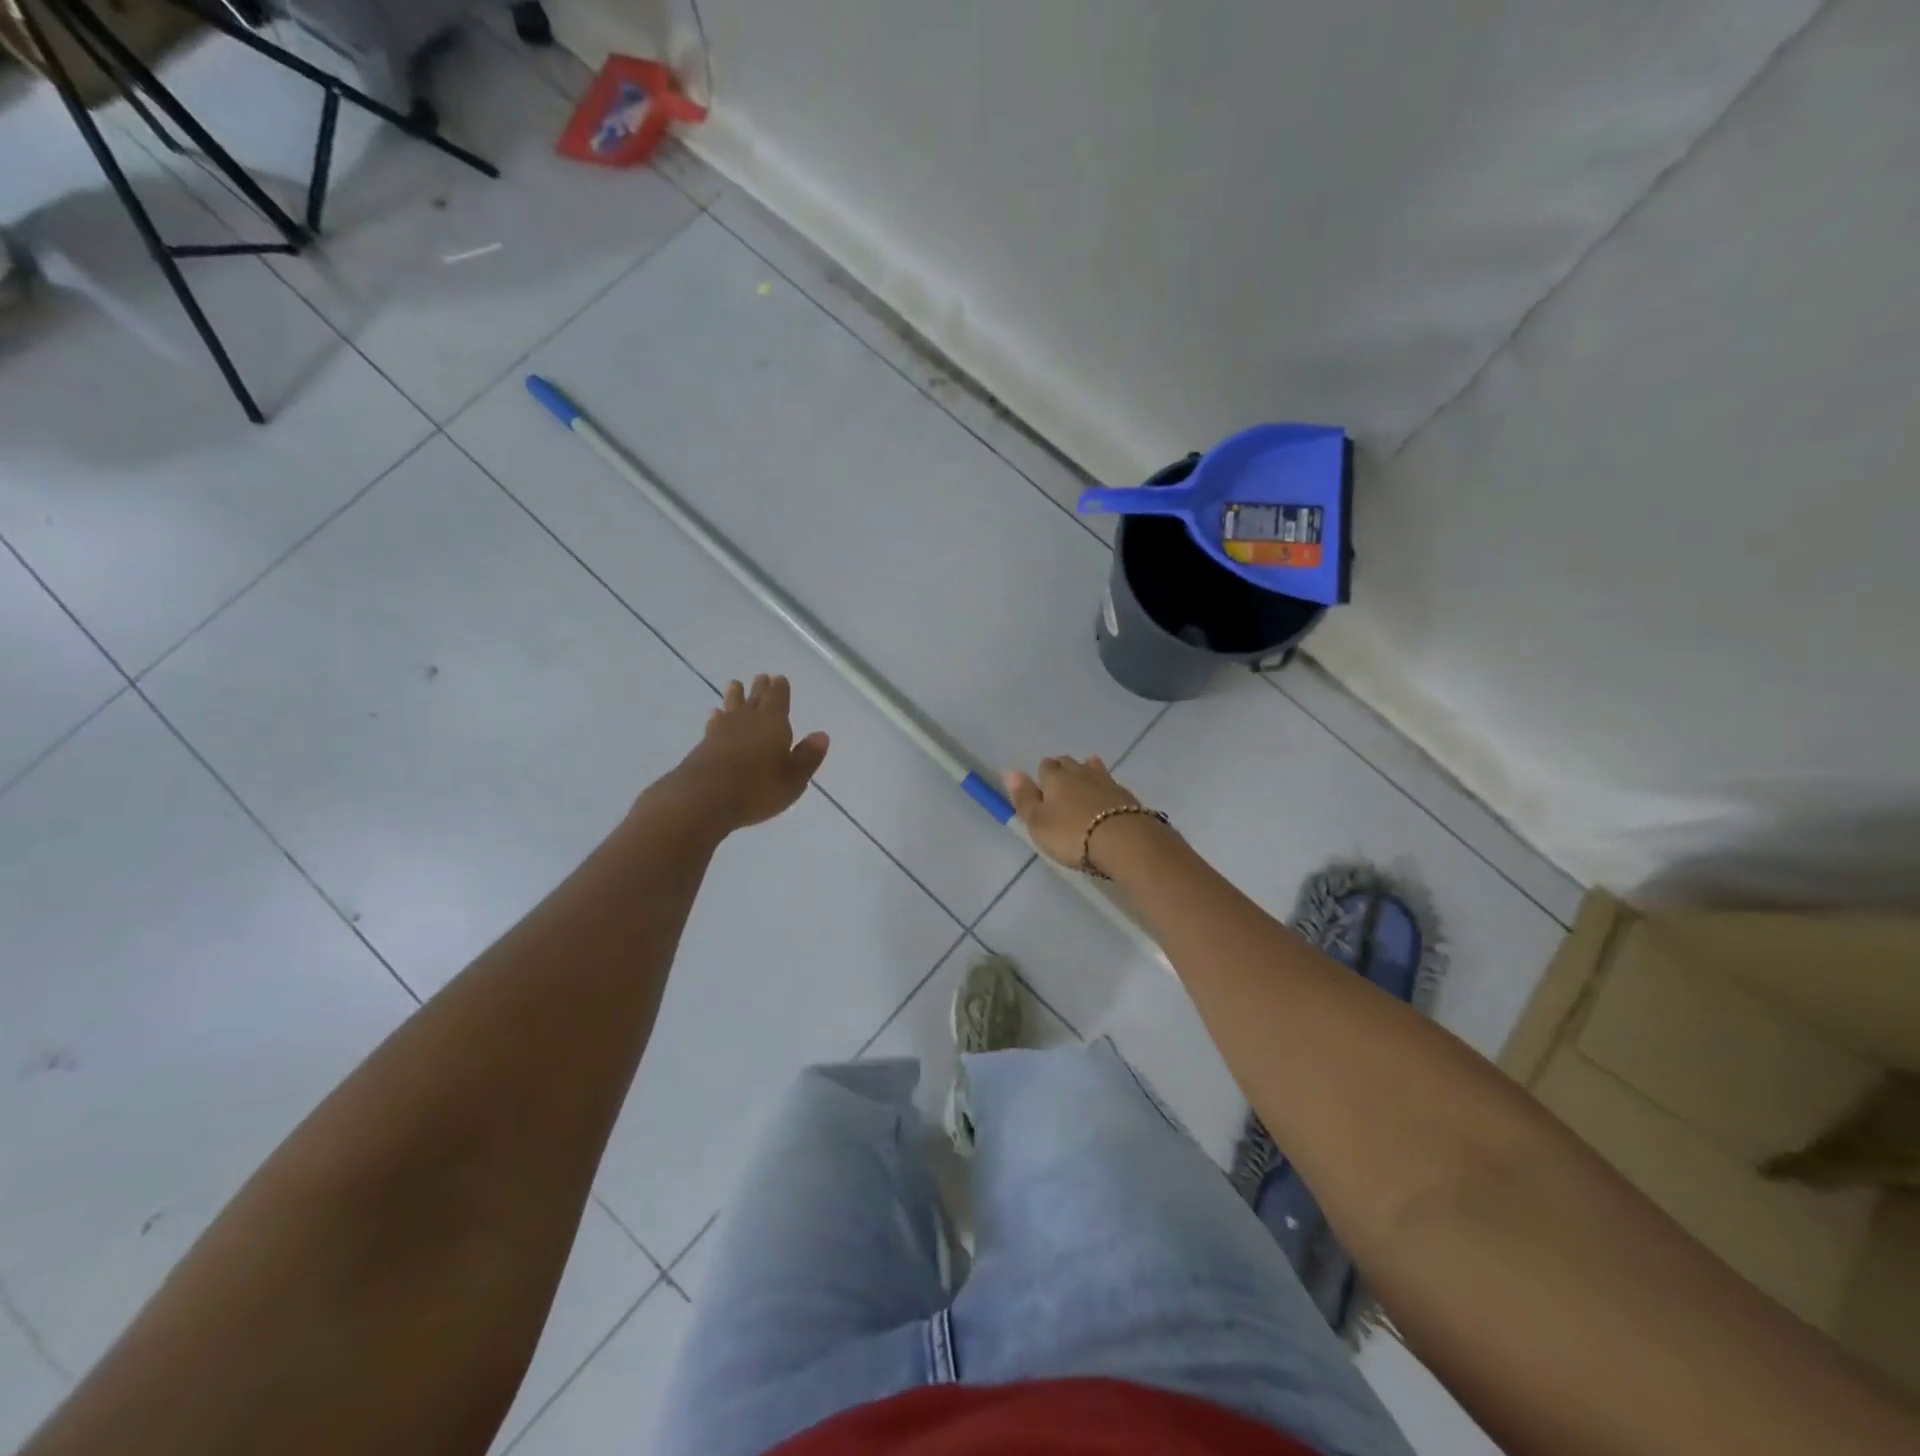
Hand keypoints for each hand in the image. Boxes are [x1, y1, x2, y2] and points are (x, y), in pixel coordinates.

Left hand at [654, 675, 828, 832]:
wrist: (704, 798)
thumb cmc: (757, 788)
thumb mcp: (793, 778)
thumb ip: (807, 756)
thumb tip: (821, 735)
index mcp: (773, 723)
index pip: (778, 698)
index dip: (780, 689)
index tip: (779, 678)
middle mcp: (748, 721)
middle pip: (755, 699)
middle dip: (760, 689)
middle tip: (761, 677)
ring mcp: (723, 731)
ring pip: (732, 707)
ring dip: (735, 697)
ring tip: (734, 685)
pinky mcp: (704, 745)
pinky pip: (715, 724)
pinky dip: (717, 717)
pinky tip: (714, 716)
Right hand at [1002, 756, 1146, 872]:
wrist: (1124, 841)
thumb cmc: (1072, 834)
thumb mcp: (1038, 822)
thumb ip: (1024, 798)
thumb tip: (1011, 772)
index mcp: (1055, 778)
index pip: (1045, 767)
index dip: (1042, 776)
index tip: (1042, 789)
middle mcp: (1080, 773)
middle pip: (1068, 763)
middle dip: (1063, 770)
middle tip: (1060, 787)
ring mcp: (1106, 782)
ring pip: (1092, 768)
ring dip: (1086, 773)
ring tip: (1084, 783)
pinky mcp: (1126, 795)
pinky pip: (1110, 783)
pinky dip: (1104, 788)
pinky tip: (1106, 797)